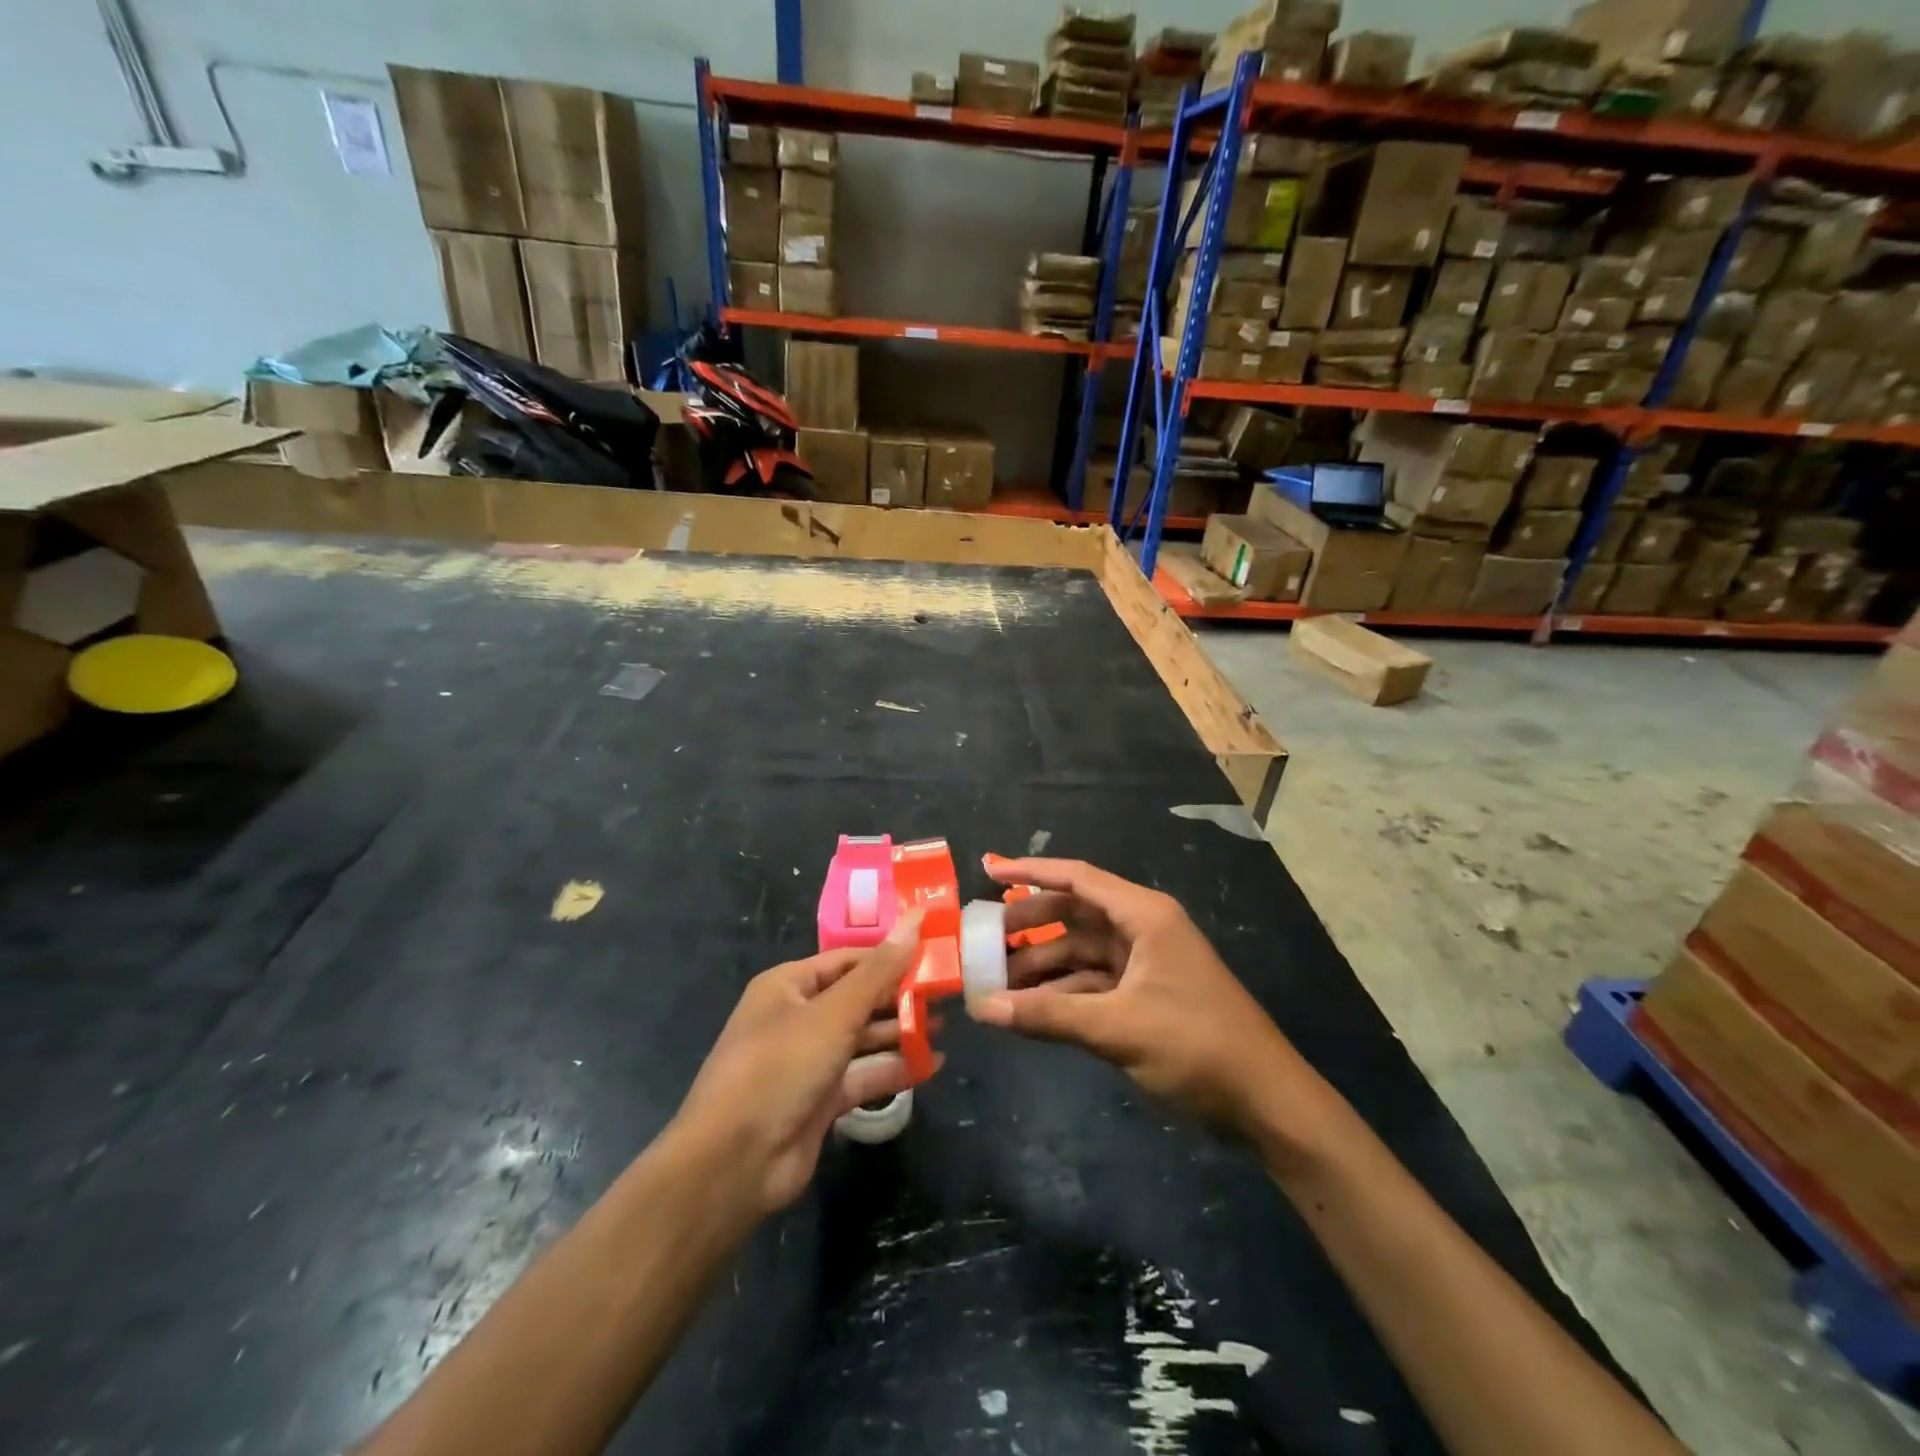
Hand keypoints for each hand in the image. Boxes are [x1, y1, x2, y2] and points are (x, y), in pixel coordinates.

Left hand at [674, 911, 939, 1215]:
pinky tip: (932, 1064)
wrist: (734, 1163)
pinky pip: (863, 1075)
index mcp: (788, 986)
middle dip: (898, 995)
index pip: (847, 959)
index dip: (888, 954)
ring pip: (862, 1038)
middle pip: (856, 998)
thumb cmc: (781, 1067)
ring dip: (900, 1032)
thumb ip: (879, 971)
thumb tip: (916, 918)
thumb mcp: (834, 1013)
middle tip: (946, 990)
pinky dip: (893, 1068)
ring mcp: (808, 1061)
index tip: (932, 950)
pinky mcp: (820, 1100)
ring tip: (946, 1024)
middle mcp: (797, 1018)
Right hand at [973, 858, 1329, 1142]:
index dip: (1032, 872)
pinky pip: (1092, 984)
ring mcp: (1145, 965)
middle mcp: (1143, 930)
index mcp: (1144, 917)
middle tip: (983, 940)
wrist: (1265, 1102)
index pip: (1078, 879)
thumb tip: (982, 1008)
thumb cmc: (1196, 1046)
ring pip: (1080, 953)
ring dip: (1042, 966)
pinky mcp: (1145, 997)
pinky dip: (1062, 994)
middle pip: (1074, 915)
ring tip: (995, 982)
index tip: (990, 873)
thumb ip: (1048, 1016)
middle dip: (1030, 926)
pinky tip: (1028, 1011)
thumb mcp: (1118, 1028)